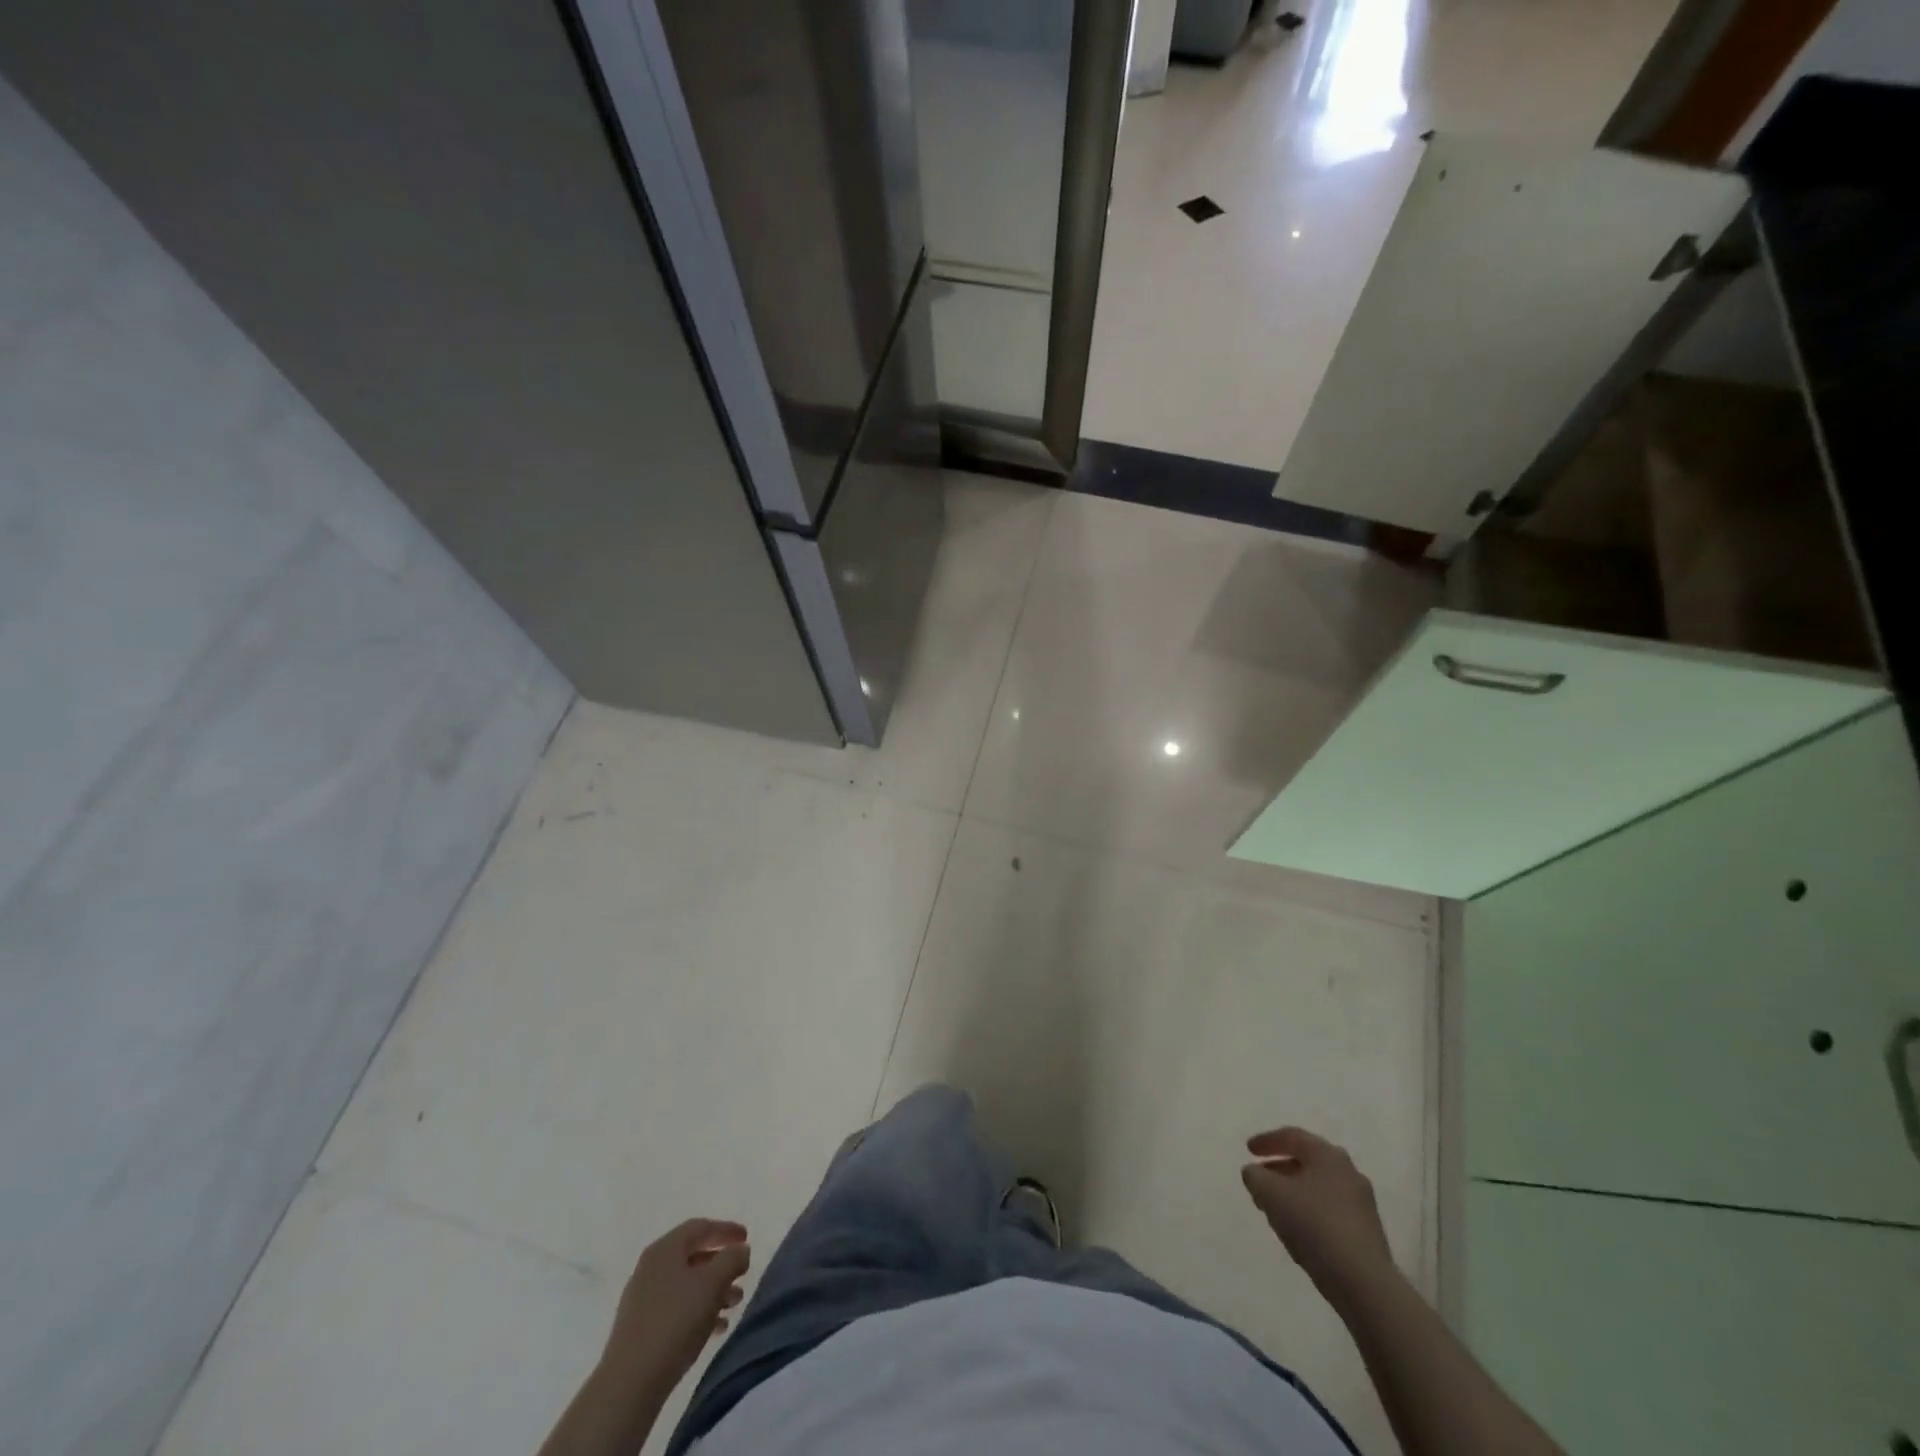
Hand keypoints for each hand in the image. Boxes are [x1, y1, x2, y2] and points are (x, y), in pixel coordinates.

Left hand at [603, 1219, 750, 1391]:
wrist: (629, 1385)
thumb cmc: (675, 1323)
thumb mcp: (713, 1284)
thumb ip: (732, 1259)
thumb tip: (740, 1250)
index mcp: (665, 1250)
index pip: (700, 1227)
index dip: (726, 1230)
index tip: (747, 1238)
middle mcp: (651, 1268)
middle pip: (693, 1255)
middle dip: (721, 1264)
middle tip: (743, 1274)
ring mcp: (643, 1300)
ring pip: (686, 1284)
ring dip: (713, 1290)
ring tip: (734, 1304)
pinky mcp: (641, 1329)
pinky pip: (677, 1308)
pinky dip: (699, 1311)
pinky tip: (716, 1328)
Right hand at [1241, 1127, 1393, 1306]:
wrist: (1363, 1281)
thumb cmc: (1313, 1224)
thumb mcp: (1270, 1194)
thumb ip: (1255, 1176)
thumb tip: (1254, 1172)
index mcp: (1327, 1154)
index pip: (1292, 1136)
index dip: (1267, 1141)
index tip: (1248, 1150)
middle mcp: (1348, 1171)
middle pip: (1307, 1161)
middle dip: (1280, 1168)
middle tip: (1261, 1178)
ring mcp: (1361, 1202)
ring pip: (1319, 1187)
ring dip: (1294, 1191)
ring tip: (1274, 1207)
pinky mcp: (1367, 1231)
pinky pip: (1330, 1209)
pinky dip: (1310, 1211)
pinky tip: (1298, 1229)